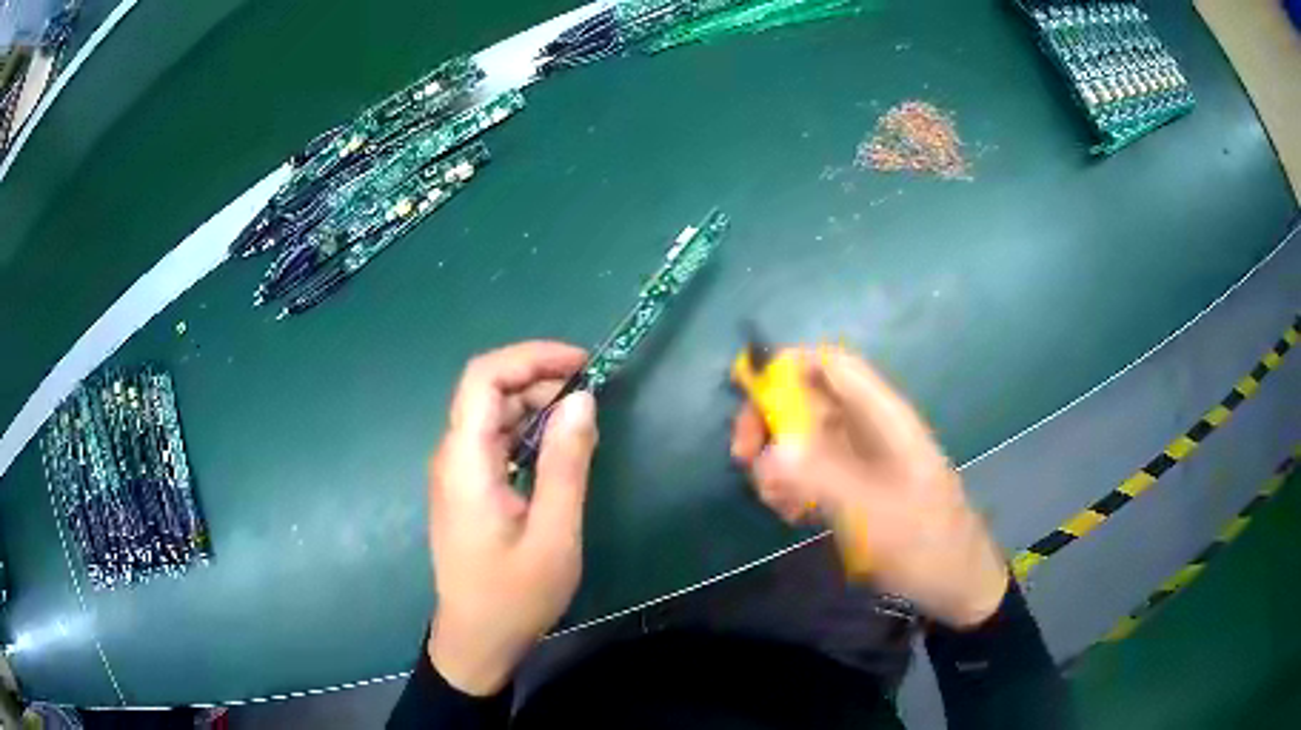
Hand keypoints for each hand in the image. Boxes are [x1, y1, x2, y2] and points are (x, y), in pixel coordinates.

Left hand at [427, 341, 598, 694]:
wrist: (476, 639)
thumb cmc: (514, 595)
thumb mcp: (553, 534)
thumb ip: (566, 464)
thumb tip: (582, 399)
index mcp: (465, 461)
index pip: (484, 377)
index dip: (531, 358)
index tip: (582, 365)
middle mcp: (453, 456)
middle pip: (487, 390)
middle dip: (539, 379)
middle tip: (592, 396)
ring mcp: (456, 472)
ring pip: (491, 414)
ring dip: (535, 405)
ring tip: (582, 420)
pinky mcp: (466, 488)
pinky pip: (494, 441)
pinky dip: (527, 431)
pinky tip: (557, 449)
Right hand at [731, 347, 1007, 628]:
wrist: (955, 582)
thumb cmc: (925, 543)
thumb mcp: (875, 513)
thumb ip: (823, 479)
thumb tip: (770, 452)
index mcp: (884, 417)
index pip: (832, 365)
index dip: (787, 366)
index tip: (746, 396)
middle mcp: (869, 428)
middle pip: (808, 398)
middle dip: (771, 420)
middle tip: (744, 458)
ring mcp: (860, 458)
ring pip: (804, 436)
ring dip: (778, 460)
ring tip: (775, 501)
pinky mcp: (853, 486)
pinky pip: (811, 469)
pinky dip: (792, 484)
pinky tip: (791, 514)